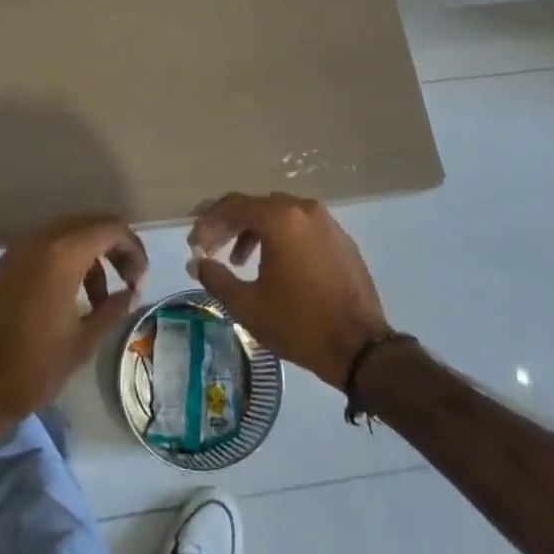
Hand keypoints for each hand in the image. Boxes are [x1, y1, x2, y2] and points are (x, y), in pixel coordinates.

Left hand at [0, 212, 146, 431]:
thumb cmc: (31, 368)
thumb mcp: (82, 342)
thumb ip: (112, 310)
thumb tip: (130, 294)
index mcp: (62, 254)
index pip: (111, 229)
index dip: (134, 249)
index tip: (141, 280)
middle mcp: (39, 241)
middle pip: (89, 224)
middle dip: (114, 247)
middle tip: (128, 281)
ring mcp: (17, 252)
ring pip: (66, 235)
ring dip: (90, 256)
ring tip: (100, 299)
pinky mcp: (4, 267)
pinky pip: (45, 248)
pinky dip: (66, 261)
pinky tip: (70, 298)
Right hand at [188, 192, 392, 387]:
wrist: (360, 346)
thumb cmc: (299, 323)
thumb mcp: (248, 305)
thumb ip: (216, 278)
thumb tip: (197, 262)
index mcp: (280, 218)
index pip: (233, 206)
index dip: (208, 223)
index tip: (193, 245)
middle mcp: (304, 210)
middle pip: (256, 207)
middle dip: (229, 226)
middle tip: (211, 250)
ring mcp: (327, 222)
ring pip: (280, 216)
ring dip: (254, 232)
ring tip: (239, 262)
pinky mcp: (341, 239)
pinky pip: (301, 227)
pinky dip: (281, 238)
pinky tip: (274, 266)